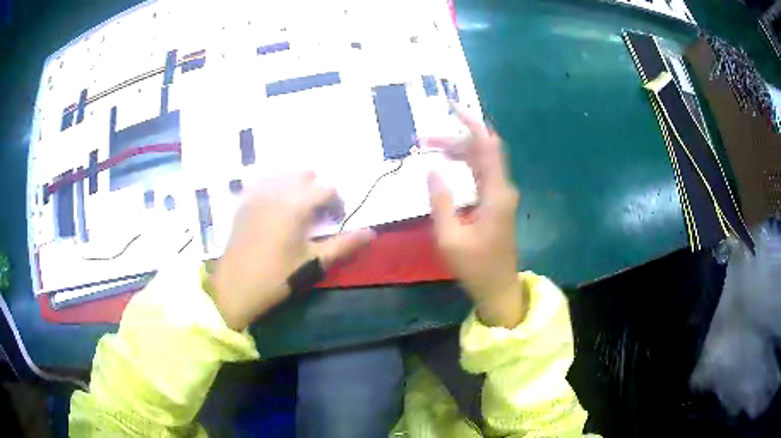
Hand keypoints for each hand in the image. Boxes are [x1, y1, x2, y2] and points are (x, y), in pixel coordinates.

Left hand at [211, 172, 373, 330]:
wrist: (235, 287)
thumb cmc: (277, 277)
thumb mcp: (314, 262)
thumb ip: (344, 245)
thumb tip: (371, 233)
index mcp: (296, 204)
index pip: (327, 189)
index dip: (337, 203)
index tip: (336, 221)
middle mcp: (276, 190)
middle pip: (305, 174)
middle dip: (316, 190)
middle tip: (317, 215)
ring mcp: (257, 193)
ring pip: (284, 174)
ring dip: (296, 186)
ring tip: (297, 211)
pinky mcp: (244, 201)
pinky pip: (264, 181)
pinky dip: (275, 187)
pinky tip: (275, 207)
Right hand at [425, 110, 527, 327]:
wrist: (498, 287)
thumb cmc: (475, 266)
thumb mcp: (450, 236)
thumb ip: (440, 201)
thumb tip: (432, 169)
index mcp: (495, 193)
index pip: (487, 146)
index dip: (471, 123)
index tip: (452, 107)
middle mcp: (502, 188)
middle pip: (482, 150)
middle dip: (455, 138)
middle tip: (424, 139)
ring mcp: (500, 195)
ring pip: (481, 161)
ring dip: (458, 151)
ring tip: (429, 148)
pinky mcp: (496, 203)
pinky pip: (480, 173)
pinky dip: (464, 164)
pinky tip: (447, 164)